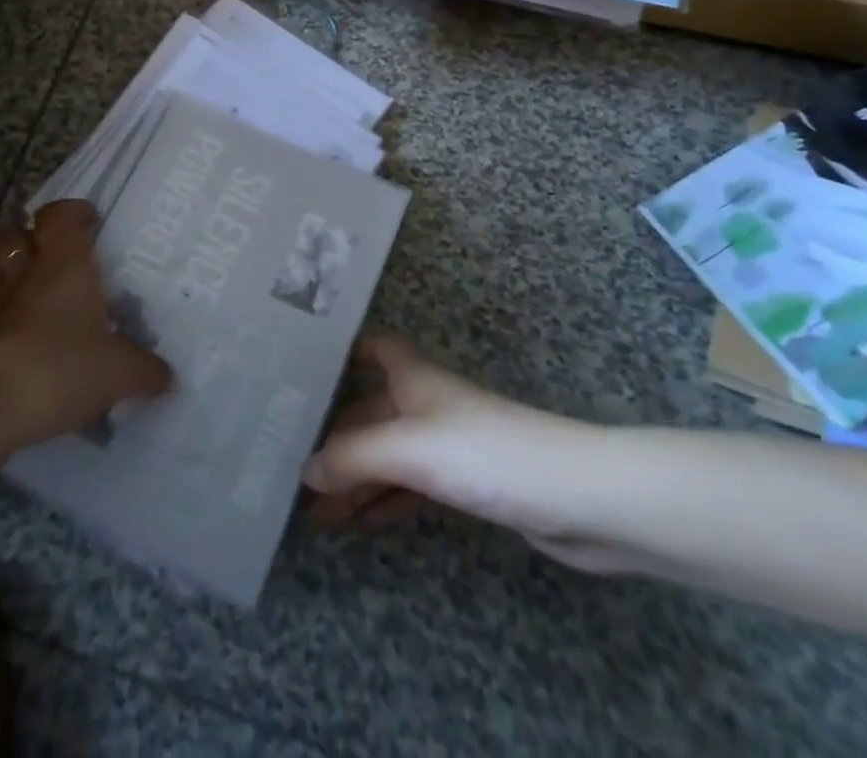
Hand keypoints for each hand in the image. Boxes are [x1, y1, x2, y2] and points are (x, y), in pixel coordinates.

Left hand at [0, 199, 172, 440]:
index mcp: (64, 264)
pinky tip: (7, 332)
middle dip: (31, 238)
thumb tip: (165, 376)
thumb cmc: (62, 367)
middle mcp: (25, 273)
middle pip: (15, 235)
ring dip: (5, 271)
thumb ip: (145, 370)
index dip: (72, 212)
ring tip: (27, 287)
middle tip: (55, 255)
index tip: (90, 222)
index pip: (60, 215)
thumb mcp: (120, 372)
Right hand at [304, 333, 635, 572]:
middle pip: (370, 411)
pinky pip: (410, 484)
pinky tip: (362, 520)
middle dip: (333, 436)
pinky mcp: (467, 481)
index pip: (372, 347)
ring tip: (314, 508)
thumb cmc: (485, 453)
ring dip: (354, 476)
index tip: (301, 369)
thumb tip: (304, 470)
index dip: (341, 351)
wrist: (577, 498)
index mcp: (412, 377)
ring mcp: (447, 443)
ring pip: (387, 453)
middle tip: (290, 463)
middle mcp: (425, 402)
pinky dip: (385, 498)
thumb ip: (353, 457)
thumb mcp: (409, 449)